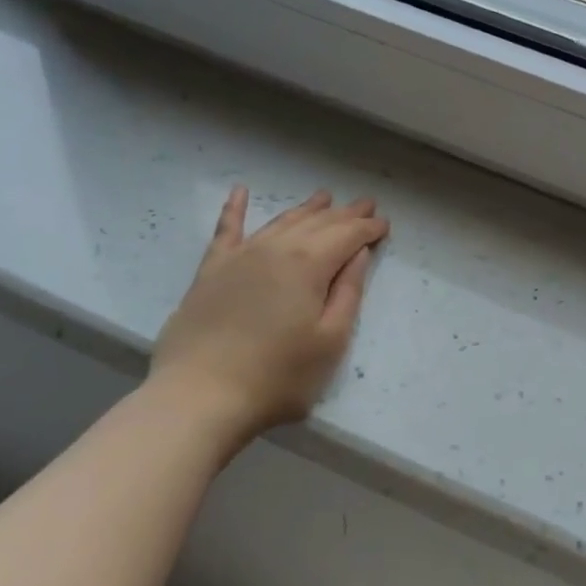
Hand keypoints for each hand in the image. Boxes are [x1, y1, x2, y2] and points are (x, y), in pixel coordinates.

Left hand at [149, 186, 387, 444]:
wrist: (199, 395)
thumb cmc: (277, 377)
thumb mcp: (330, 342)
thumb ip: (348, 294)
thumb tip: (358, 254)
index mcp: (309, 265)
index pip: (347, 236)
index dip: (368, 228)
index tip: (385, 223)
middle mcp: (275, 249)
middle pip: (317, 224)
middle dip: (344, 213)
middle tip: (365, 203)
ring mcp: (239, 257)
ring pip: (280, 222)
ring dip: (305, 209)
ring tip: (324, 197)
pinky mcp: (211, 271)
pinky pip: (226, 230)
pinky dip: (234, 208)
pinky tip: (239, 191)